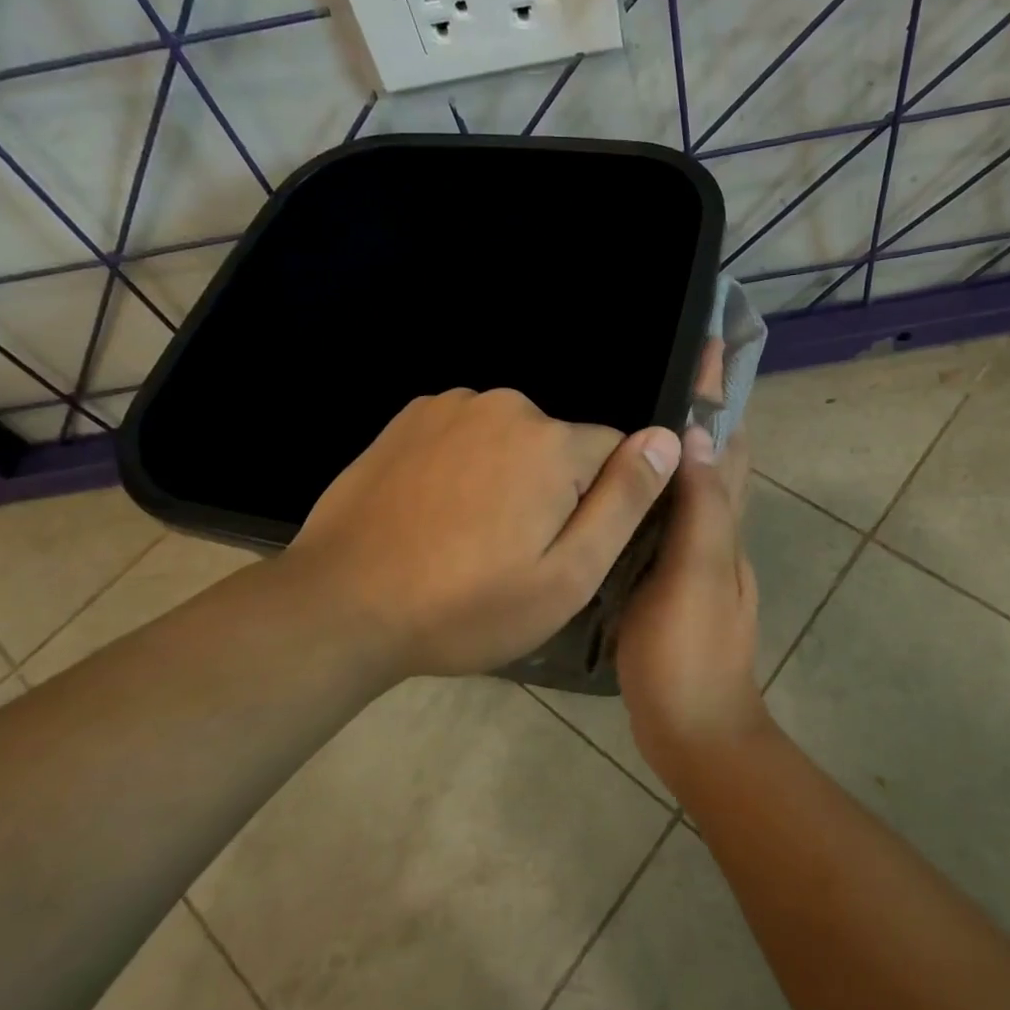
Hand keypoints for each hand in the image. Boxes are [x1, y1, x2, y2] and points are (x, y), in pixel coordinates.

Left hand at [279, 388, 680, 679]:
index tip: (559, 548)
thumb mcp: (567, 575)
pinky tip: (436, 511)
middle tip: (511, 552)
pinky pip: (467, 434)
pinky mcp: (410, 417)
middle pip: (560, 446)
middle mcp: (505, 404)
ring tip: (468, 536)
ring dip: (505, 476)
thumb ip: (625, 501)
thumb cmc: (467, 605)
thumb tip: (667, 438)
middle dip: (552, 489)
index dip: (598, 505)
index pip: (614, 453)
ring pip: (512, 439)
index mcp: (551, 442)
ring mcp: (451, 405)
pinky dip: (465, 464)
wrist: (343, 605)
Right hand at [615, 353, 771, 795]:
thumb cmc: (690, 651)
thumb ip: (700, 508)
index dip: (719, 397)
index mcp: (724, 524)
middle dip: (696, 415)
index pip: (729, 444)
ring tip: (626, 420)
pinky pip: (664, 522)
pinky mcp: (668, 583)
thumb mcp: (694, 574)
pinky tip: (616, 492)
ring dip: (672, 452)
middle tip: (653, 374)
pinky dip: (651, 494)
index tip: (704, 347)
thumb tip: (699, 434)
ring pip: (688, 490)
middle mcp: (716, 534)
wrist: (693, 730)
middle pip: (714, 461)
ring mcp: (693, 560)